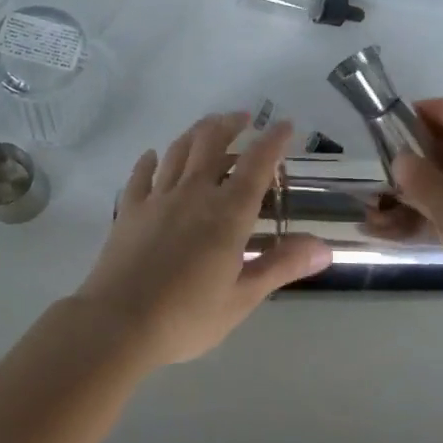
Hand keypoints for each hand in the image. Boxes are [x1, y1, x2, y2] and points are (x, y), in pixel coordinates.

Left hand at [75, 111, 331, 364]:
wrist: (117, 324)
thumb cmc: (186, 316)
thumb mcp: (242, 298)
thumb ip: (282, 266)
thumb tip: (324, 248)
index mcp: (227, 213)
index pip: (257, 164)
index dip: (273, 141)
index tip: (284, 125)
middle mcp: (194, 193)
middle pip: (212, 142)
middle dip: (230, 124)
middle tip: (243, 118)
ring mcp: (158, 198)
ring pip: (179, 150)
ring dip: (197, 133)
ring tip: (209, 127)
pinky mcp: (129, 210)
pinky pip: (142, 175)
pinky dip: (150, 160)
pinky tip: (153, 156)